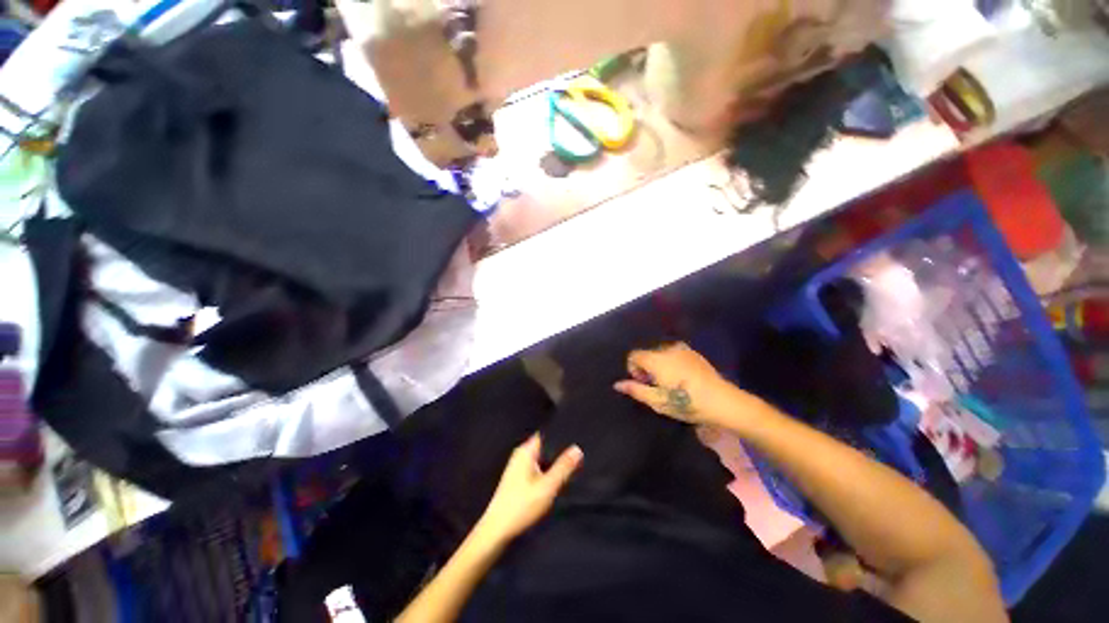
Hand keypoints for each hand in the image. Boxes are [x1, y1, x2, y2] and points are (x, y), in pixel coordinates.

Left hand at [475, 435, 582, 544]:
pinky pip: (536, 469)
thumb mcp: (547, 487)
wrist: (497, 530)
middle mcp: (520, 455)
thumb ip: (563, 467)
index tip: (576, 437)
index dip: (560, 435)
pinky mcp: (517, 480)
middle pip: (544, 447)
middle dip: (558, 451)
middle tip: (578, 453)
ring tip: (570, 466)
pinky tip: (555, 480)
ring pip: (541, 459)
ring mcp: (517, 467)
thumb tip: (577, 449)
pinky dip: (546, 472)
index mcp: (525, 451)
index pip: (546, 434)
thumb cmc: (521, 506)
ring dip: (552, 463)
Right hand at [613, 342, 729, 424]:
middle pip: (647, 354)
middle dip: (646, 368)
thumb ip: (635, 390)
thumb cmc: (686, 402)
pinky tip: (682, 378)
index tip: (643, 384)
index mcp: (656, 359)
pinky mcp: (694, 353)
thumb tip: (617, 384)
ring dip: (658, 365)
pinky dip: (671, 362)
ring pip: (660, 353)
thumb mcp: (658, 401)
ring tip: (669, 383)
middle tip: (656, 386)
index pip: (634, 355)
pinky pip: (674, 354)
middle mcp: (667, 349)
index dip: (633, 369)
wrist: (722, 401)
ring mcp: (682, 349)